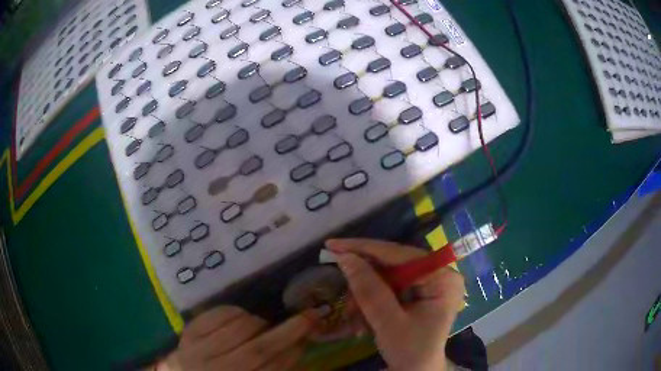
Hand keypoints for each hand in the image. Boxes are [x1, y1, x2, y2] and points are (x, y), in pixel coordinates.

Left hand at [163, 306, 318, 370]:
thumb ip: (272, 368)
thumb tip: (295, 347)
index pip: (271, 369)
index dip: (293, 352)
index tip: (309, 337)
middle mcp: (216, 370)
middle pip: (257, 349)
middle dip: (286, 332)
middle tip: (307, 316)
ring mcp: (196, 351)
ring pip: (235, 330)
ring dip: (257, 322)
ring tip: (263, 324)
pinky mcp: (186, 334)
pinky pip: (213, 315)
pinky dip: (232, 311)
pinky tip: (241, 316)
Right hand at [326, 239, 464, 370]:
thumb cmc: (410, 351)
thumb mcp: (389, 323)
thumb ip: (369, 290)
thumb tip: (344, 258)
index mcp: (442, 277)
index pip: (400, 254)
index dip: (365, 249)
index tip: (333, 245)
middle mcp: (438, 274)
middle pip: (393, 264)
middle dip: (363, 280)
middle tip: (338, 285)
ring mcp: (428, 283)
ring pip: (387, 276)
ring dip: (364, 295)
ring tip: (351, 315)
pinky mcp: (418, 293)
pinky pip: (389, 288)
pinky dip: (371, 301)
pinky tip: (362, 319)